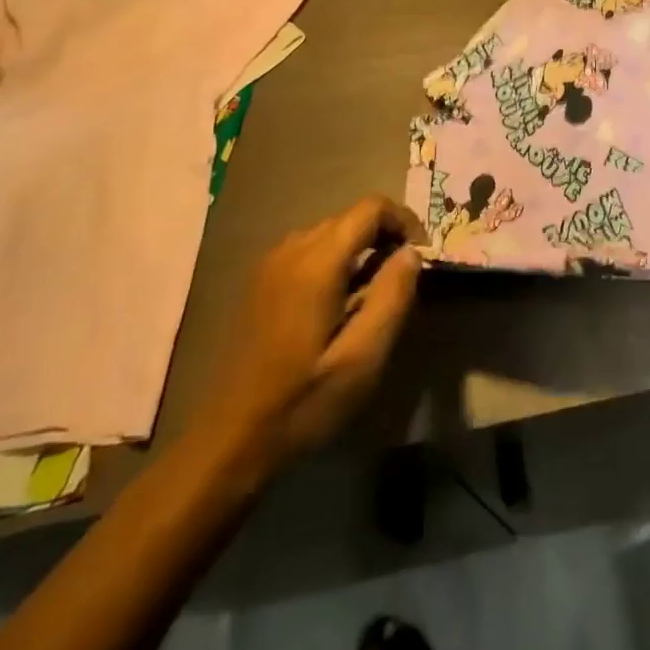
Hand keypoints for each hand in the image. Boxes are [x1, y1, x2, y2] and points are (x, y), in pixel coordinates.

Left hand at [192, 196, 424, 469]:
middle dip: (385, 237)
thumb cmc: (302, 403)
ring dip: (361, 251)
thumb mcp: (361, 359)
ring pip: (331, 234)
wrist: (228, 441)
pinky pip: (310, 251)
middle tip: (402, 283)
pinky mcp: (261, 282)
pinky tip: (339, 306)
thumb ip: (392, 297)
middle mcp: (292, 249)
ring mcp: (271, 264)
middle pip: (351, 218)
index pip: (371, 208)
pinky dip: (336, 262)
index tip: (421, 257)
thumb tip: (413, 252)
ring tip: (374, 297)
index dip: (404, 221)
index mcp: (317, 262)